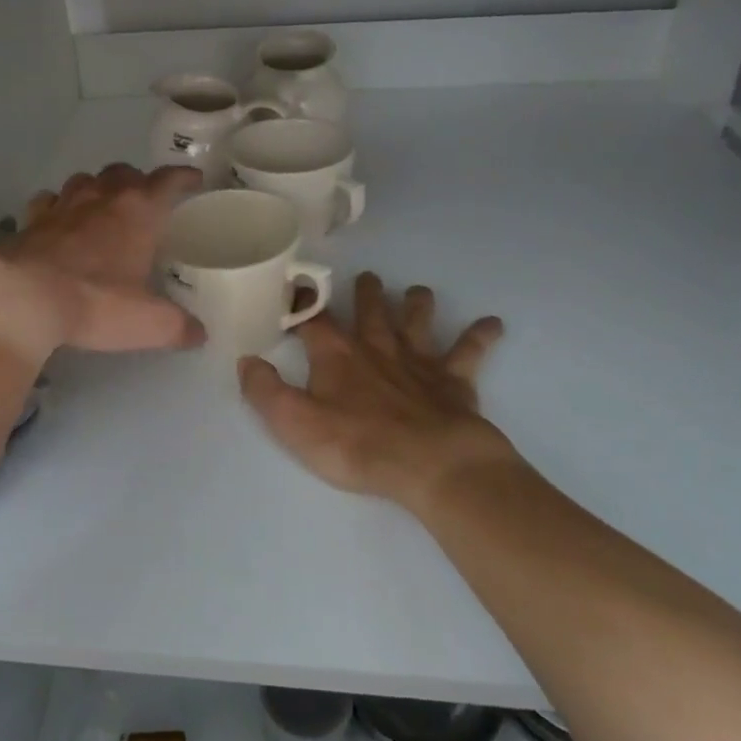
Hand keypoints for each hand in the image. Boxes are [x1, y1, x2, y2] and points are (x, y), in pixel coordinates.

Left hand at [0, 163, 204, 361]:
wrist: (23, 297)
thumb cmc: (96, 302)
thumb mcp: (148, 322)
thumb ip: (178, 326)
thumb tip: (199, 334)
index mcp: (139, 212)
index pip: (168, 181)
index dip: (184, 177)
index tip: (194, 179)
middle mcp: (103, 198)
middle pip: (124, 172)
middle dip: (138, 181)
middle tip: (145, 199)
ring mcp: (63, 205)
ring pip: (85, 180)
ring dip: (98, 187)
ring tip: (102, 206)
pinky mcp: (31, 220)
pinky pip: (49, 200)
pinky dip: (57, 205)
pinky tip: (58, 221)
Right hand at [238, 272, 516, 515]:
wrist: (431, 464)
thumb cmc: (358, 444)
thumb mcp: (295, 423)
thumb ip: (265, 391)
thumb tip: (246, 360)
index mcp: (337, 355)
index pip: (314, 320)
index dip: (302, 303)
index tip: (296, 288)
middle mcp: (377, 347)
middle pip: (370, 311)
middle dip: (366, 293)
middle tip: (366, 276)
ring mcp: (418, 361)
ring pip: (416, 321)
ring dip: (417, 304)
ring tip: (418, 290)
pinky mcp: (454, 380)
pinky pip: (469, 352)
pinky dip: (480, 336)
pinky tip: (494, 323)